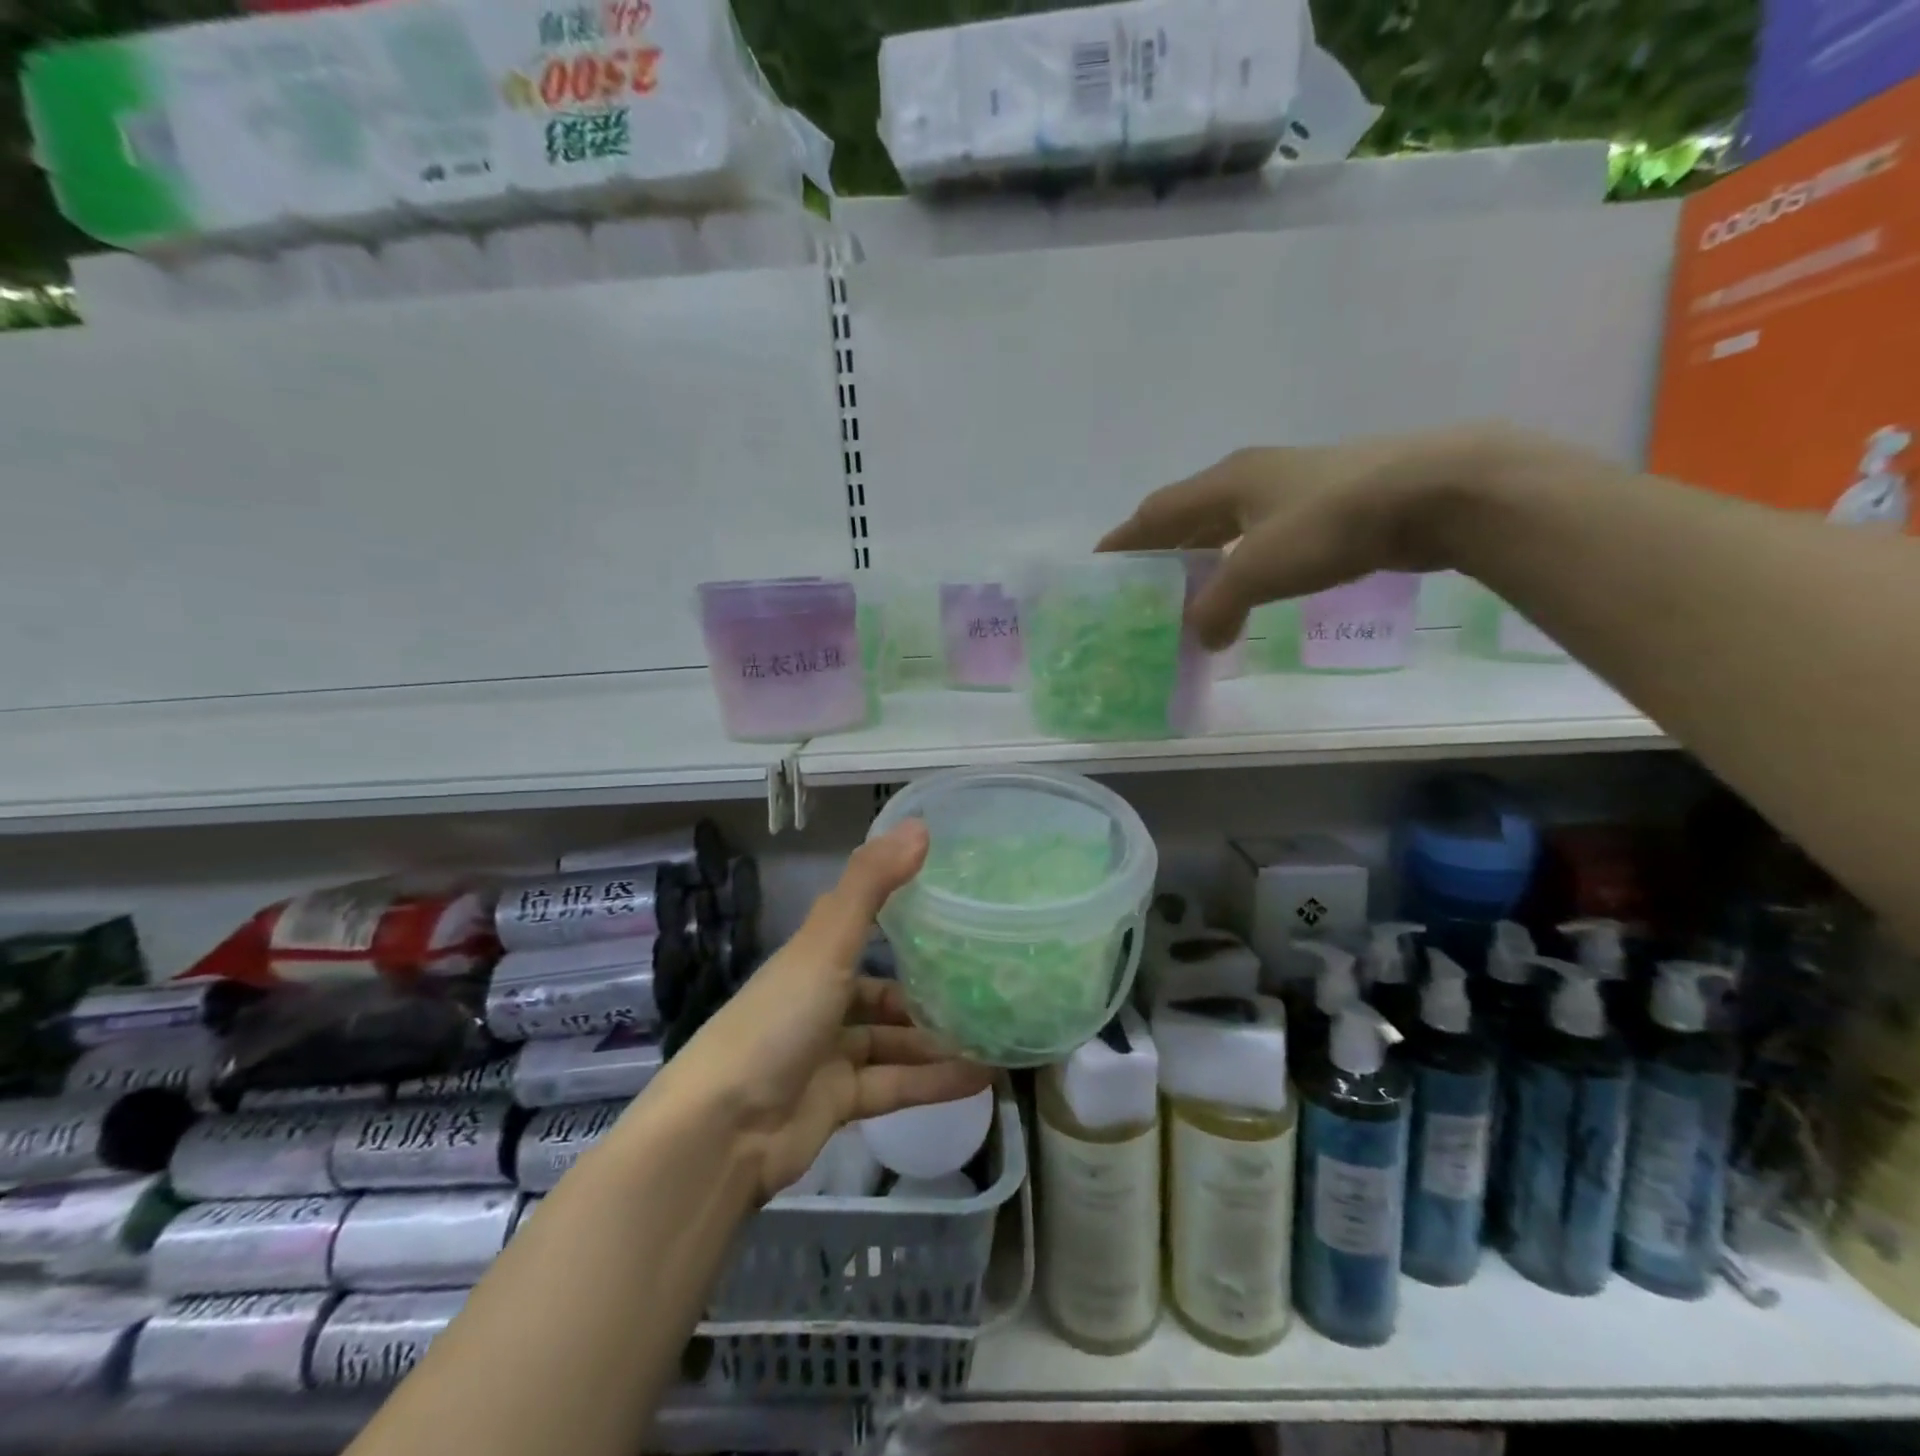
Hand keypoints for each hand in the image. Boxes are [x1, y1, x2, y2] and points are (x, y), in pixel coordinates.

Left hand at [651, 821, 991, 1201]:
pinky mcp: (838, 1104)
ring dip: (937, 1040)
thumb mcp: (825, 946)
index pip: (861, 929)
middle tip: (985, 984)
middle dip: (928, 992)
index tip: (953, 909)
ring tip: (994, 1033)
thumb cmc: (776, 1022)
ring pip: (893, 1042)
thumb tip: (921, 825)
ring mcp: (828, 1056)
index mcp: (811, 961)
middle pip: (882, 993)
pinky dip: (933, 1082)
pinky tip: (981, 1078)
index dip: (903, 917)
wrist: (721, 1133)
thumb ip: (871, 885)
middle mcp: (819, 1003)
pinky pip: (895, 1086)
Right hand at [1097, 424, 1545, 647]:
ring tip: (1188, 588)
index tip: (1098, 564)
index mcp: (1226, 481)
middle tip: (1140, 582)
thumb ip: (1218, 606)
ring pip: (1228, 522)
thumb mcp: (1259, 569)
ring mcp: (1292, 487)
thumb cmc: (1331, 523)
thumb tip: (1201, 638)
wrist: (1437, 491)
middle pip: (1189, 513)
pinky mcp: (1328, 505)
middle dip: (1161, 547)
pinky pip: (1262, 534)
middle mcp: (1252, 476)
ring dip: (1203, 554)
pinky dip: (1242, 560)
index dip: (1125, 539)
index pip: (1156, 512)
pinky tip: (1248, 584)